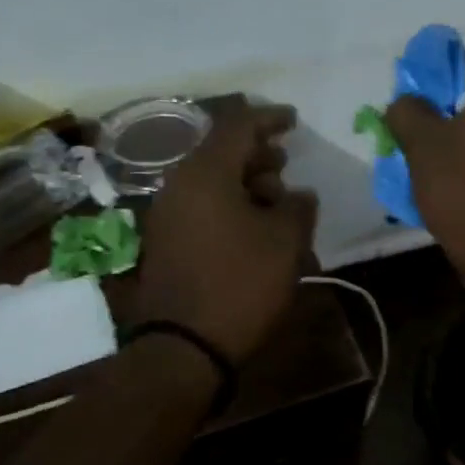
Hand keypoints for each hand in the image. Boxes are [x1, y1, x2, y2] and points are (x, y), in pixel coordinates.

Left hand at [129, 104, 317, 362]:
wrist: (185, 345)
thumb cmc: (241, 284)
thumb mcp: (286, 242)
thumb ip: (298, 206)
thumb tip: (297, 195)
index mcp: (206, 173)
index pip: (239, 126)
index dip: (270, 118)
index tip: (293, 120)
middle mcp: (179, 184)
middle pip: (221, 152)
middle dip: (258, 156)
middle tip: (286, 167)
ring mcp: (168, 214)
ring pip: (212, 182)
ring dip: (246, 185)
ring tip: (277, 205)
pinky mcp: (166, 241)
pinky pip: (202, 207)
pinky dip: (230, 206)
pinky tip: (254, 230)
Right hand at [386, 56, 464, 282]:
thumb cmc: (462, 187)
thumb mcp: (421, 144)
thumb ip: (407, 110)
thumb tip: (405, 102)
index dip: (441, 71)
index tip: (416, 93)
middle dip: (443, 109)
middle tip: (413, 127)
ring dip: (454, 138)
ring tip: (423, 157)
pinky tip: (446, 179)